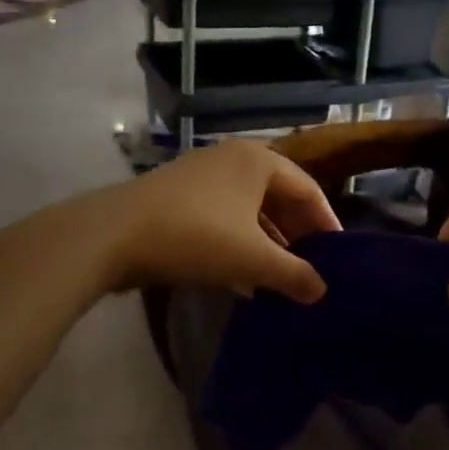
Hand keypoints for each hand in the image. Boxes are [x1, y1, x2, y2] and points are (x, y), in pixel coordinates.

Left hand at [92, 141, 341, 301]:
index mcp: (259, 160)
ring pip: (250, 207)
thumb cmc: (195, 236)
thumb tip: (322, 291)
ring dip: (268, 241)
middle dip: (296, 233)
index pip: (308, 189)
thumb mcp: (252, 258)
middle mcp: (233, 158)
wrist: (110, 235)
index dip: (326, 223)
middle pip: (279, 196)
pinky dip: (240, 240)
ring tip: (281, 276)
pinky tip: (243, 275)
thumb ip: (293, 274)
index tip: (338, 255)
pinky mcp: (178, 194)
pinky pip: (225, 215)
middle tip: (312, 266)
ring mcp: (203, 174)